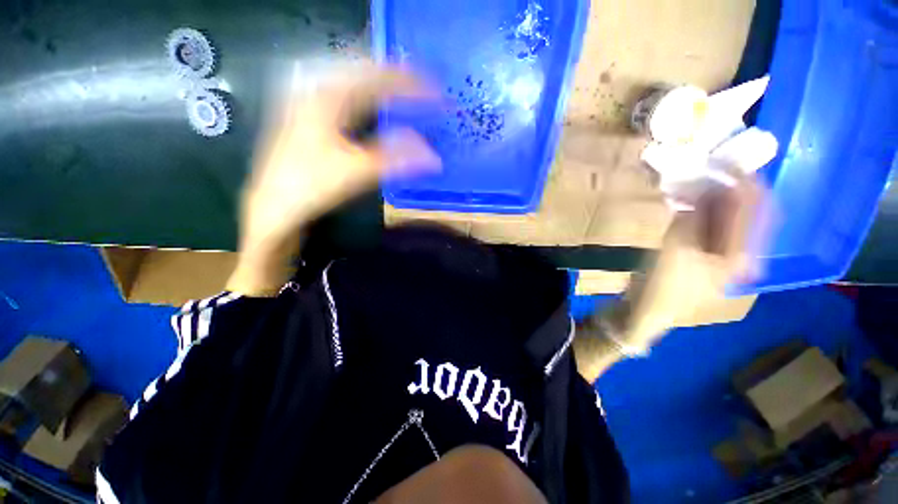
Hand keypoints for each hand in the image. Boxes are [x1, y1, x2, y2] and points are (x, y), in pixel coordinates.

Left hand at [227, 65, 441, 295]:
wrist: (273, 205)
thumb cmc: (312, 187)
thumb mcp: (357, 173)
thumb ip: (397, 160)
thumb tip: (434, 157)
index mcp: (328, 96)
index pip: (378, 77)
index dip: (411, 84)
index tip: (436, 94)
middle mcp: (316, 87)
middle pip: (363, 68)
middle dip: (397, 75)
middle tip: (423, 87)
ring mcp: (308, 98)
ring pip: (351, 77)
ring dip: (380, 82)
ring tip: (404, 90)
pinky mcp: (307, 113)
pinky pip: (342, 92)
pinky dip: (365, 94)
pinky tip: (372, 102)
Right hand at [618, 177, 768, 349]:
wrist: (644, 312)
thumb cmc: (663, 287)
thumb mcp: (677, 249)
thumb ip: (694, 217)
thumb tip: (703, 188)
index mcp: (742, 255)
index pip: (756, 209)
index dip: (746, 181)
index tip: (729, 159)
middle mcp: (738, 253)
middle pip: (743, 212)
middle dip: (727, 188)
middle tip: (708, 167)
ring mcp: (718, 255)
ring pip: (723, 218)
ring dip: (710, 199)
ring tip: (694, 180)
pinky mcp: (699, 255)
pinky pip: (705, 226)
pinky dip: (697, 211)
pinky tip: (684, 201)